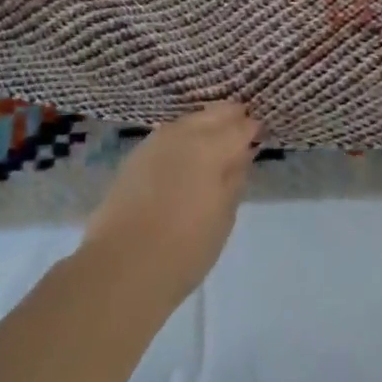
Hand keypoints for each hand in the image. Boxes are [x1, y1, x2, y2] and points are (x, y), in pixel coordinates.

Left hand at [81, 101, 260, 307]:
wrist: (121, 267)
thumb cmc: (185, 247)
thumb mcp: (224, 215)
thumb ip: (235, 178)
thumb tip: (241, 154)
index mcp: (212, 146)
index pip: (242, 126)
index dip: (253, 130)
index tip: (260, 137)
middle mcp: (184, 134)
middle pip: (214, 114)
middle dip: (231, 118)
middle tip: (241, 133)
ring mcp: (156, 142)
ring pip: (189, 121)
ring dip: (205, 125)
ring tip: (215, 144)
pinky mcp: (135, 157)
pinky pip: (168, 136)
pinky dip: (183, 138)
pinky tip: (185, 156)